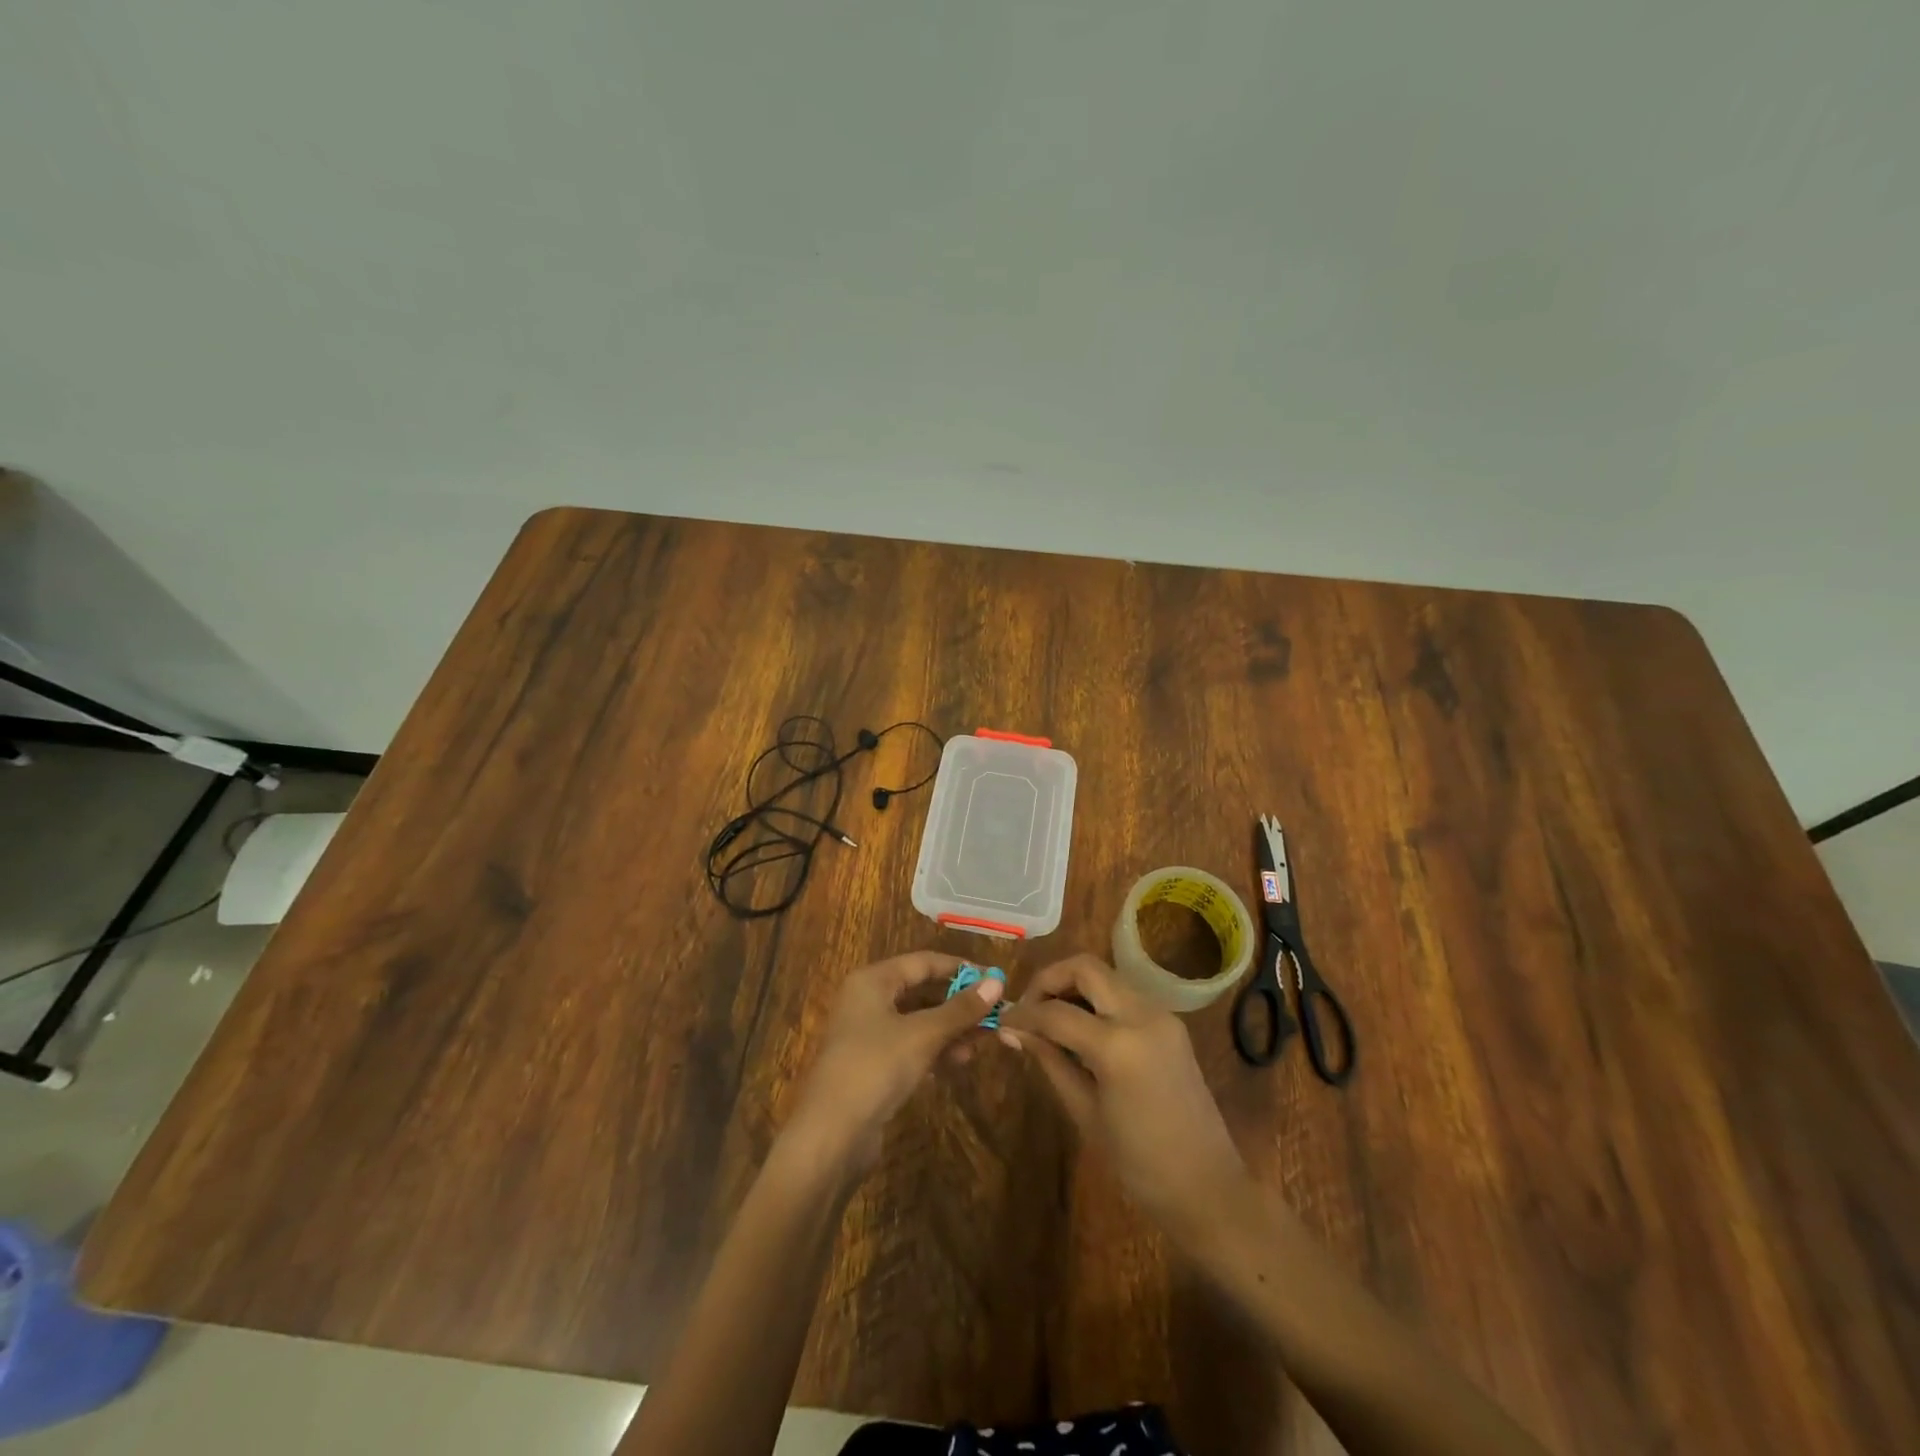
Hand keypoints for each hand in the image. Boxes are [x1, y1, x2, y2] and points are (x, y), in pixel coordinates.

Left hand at [784, 951, 1002, 1174]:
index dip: (960, 968)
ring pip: (919, 1022)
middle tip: (994, 1015)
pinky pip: (911, 1047)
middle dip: (958, 1004)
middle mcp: (868, 1000)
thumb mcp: (923, 1034)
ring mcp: (869, 1035)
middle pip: (922, 991)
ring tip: (982, 1043)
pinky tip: (959, 1062)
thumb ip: (960, 1009)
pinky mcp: (873, 1066)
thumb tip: (997, 982)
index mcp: (873, 981)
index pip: (924, 962)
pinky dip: (935, 1051)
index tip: (995, 980)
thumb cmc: (876, 1067)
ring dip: (951, 1030)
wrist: (831, 1135)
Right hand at [1001, 954, 1247, 1242]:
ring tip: (1050, 1018)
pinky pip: (1124, 994)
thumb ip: (1049, 1061)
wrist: (1208, 1188)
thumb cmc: (1138, 1164)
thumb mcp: (1084, 1112)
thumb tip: (1012, 1031)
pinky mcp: (1171, 1023)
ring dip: (1074, 986)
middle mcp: (1142, 1015)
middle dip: (1050, 980)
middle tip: (1028, 1008)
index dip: (1023, 1014)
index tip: (1002, 1021)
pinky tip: (1081, 1028)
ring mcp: (1161, 1015)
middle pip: (1085, 967)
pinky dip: (1097, 999)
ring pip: (1106, 975)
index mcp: (1118, 1045)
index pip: (1056, 1012)